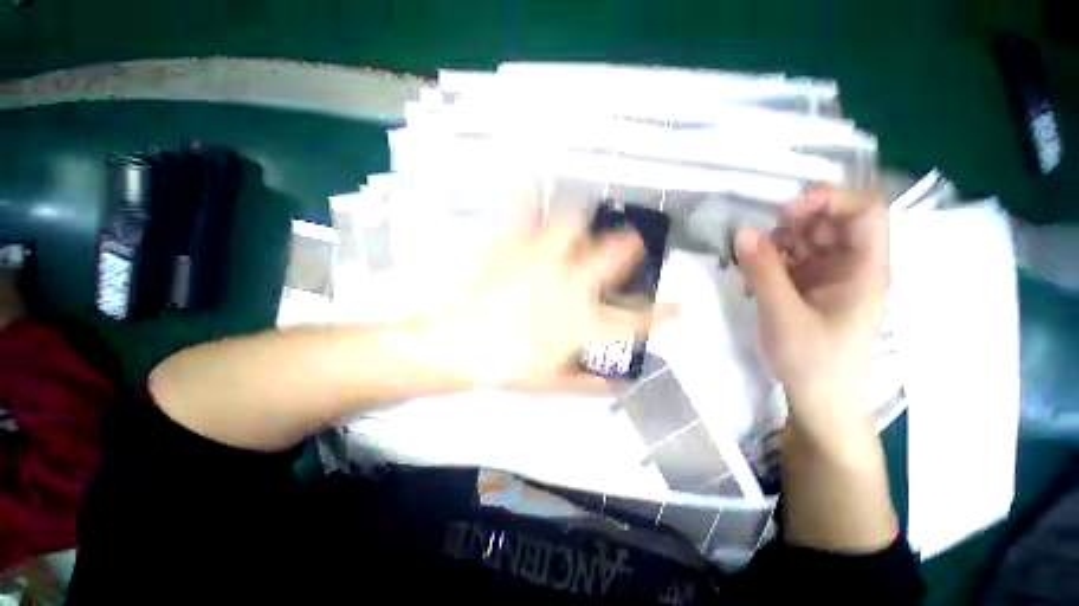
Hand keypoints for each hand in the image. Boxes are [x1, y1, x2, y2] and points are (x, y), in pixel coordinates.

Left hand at [422, 215, 673, 392]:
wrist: (454, 348)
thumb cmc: (505, 369)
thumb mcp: (552, 385)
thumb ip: (590, 385)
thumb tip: (621, 384)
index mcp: (581, 323)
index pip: (637, 321)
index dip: (666, 315)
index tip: (685, 307)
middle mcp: (568, 286)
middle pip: (611, 257)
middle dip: (627, 248)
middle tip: (630, 241)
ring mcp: (539, 262)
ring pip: (571, 225)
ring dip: (581, 221)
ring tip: (581, 219)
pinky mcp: (509, 250)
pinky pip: (517, 216)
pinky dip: (523, 201)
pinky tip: (525, 190)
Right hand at [736, 188, 888, 436]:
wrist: (820, 399)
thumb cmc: (813, 361)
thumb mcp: (783, 314)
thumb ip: (764, 271)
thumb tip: (744, 232)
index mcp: (865, 270)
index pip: (865, 211)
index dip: (829, 199)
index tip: (784, 211)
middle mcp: (853, 267)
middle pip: (832, 222)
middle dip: (793, 224)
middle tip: (757, 242)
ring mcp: (832, 277)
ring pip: (808, 240)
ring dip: (776, 245)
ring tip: (751, 269)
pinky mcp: (812, 288)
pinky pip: (793, 261)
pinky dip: (771, 263)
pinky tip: (753, 281)